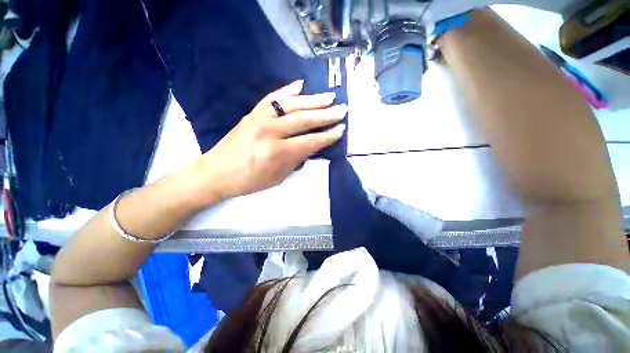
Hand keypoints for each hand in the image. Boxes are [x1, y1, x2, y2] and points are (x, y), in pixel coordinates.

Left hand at [191, 80, 346, 203]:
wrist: (215, 173)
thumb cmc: (249, 181)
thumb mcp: (278, 177)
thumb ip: (297, 160)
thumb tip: (313, 145)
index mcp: (276, 153)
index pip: (310, 141)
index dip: (327, 136)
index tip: (341, 130)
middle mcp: (269, 132)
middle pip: (304, 120)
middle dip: (326, 115)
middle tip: (342, 110)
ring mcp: (259, 119)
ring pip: (291, 105)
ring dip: (312, 100)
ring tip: (329, 97)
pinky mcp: (251, 114)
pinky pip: (272, 98)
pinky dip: (287, 90)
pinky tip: (300, 85)